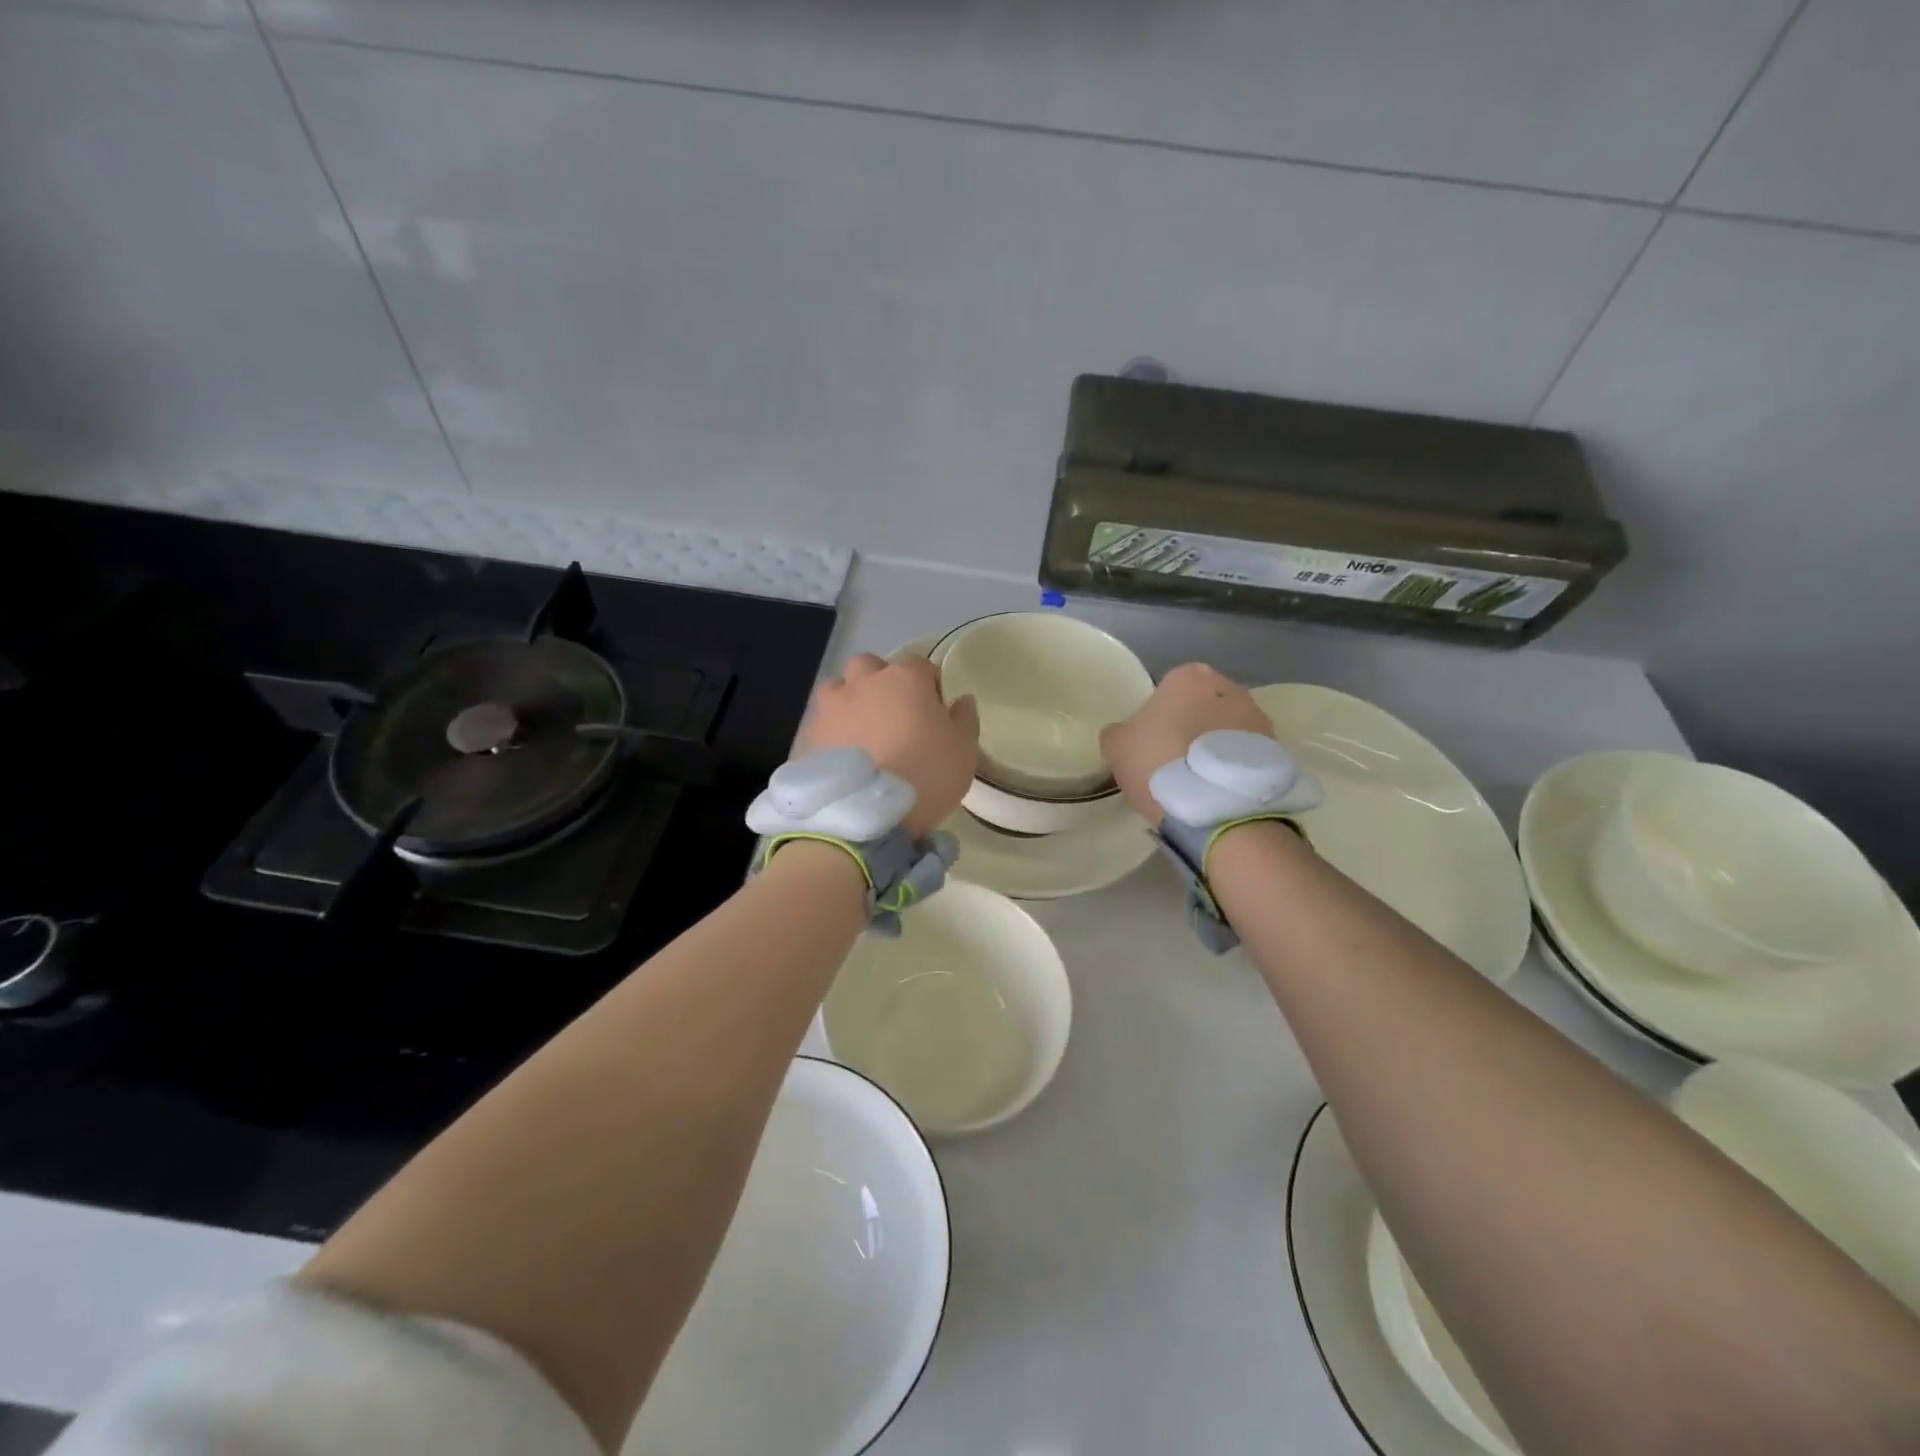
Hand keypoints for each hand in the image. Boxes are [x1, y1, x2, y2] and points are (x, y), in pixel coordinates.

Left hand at [800, 654, 979, 837]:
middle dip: (881, 683)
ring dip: (850, 702)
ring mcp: (831, 707)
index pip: (920, 666)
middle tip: (894, 716)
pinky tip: (842, 759)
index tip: (934, 712)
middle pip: (870, 667)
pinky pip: (822, 724)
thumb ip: (965, 719)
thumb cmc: (926, 775)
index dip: (929, 686)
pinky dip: (832, 734)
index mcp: (905, 679)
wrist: (867, 815)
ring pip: (838, 689)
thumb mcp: (964, 750)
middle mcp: (863, 682)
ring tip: (861, 734)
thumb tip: (962, 700)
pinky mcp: (808, 735)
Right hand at [1099, 663, 1274, 825]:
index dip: (1159, 714)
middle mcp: (1230, 688)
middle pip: (1204, 704)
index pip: (1169, 688)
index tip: (1152, 741)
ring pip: (1228, 728)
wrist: (1214, 808)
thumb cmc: (1158, 764)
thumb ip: (1118, 732)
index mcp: (1189, 677)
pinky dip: (1234, 767)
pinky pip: (1246, 755)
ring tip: (1200, 781)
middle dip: (1193, 725)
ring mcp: (1259, 719)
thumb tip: (1126, 733)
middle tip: (1175, 759)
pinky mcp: (1277, 750)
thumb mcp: (1116, 747)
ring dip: (1216, 746)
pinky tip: (1219, 792)